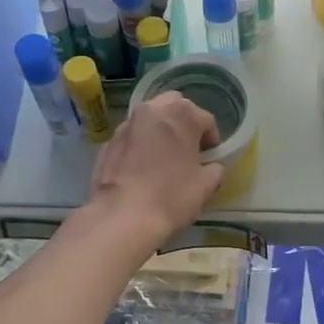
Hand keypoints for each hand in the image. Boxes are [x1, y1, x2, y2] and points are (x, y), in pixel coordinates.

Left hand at [86, 92, 226, 242]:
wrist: (121, 217)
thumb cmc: (171, 196)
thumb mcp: (206, 186)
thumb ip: (215, 168)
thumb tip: (212, 166)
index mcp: (181, 114)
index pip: (205, 119)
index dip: (212, 139)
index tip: (210, 158)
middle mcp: (152, 110)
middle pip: (175, 106)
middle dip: (184, 122)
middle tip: (187, 148)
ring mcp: (126, 124)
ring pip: (149, 118)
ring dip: (160, 130)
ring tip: (163, 156)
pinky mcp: (108, 142)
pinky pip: (131, 137)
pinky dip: (139, 144)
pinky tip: (141, 168)